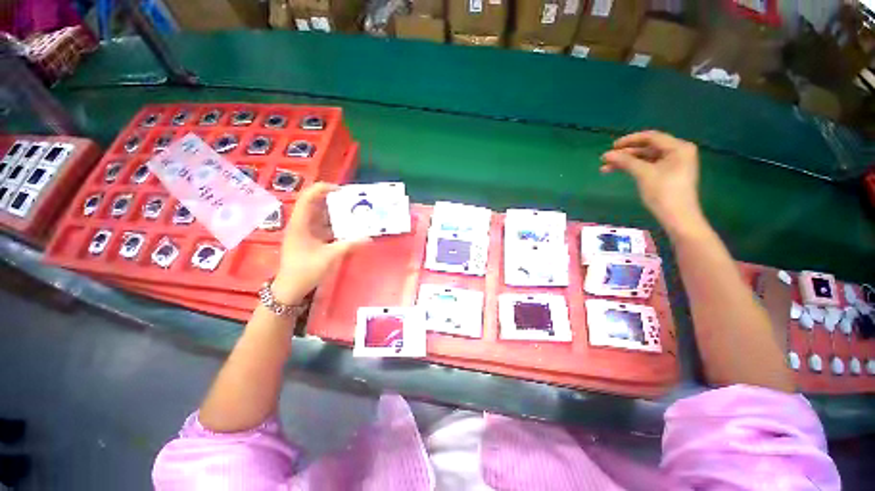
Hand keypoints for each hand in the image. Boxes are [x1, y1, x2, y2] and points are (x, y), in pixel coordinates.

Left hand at [272, 183, 369, 303]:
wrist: (290, 289)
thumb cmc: (305, 271)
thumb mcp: (329, 257)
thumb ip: (349, 245)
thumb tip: (369, 238)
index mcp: (300, 224)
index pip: (308, 198)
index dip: (323, 189)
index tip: (342, 190)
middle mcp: (302, 224)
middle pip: (316, 204)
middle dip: (334, 199)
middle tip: (353, 200)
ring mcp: (306, 231)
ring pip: (321, 215)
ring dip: (336, 212)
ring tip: (354, 210)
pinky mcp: (311, 239)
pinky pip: (324, 226)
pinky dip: (336, 224)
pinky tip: (349, 226)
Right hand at [601, 131, 706, 237]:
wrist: (677, 217)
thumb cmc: (664, 193)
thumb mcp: (644, 174)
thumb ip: (625, 161)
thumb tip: (607, 154)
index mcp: (678, 147)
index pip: (651, 137)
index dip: (630, 140)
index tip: (612, 146)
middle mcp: (678, 152)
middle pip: (647, 148)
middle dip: (626, 153)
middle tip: (606, 159)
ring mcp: (673, 164)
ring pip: (645, 158)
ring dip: (626, 162)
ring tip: (606, 168)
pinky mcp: (668, 175)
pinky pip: (648, 166)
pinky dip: (634, 168)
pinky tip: (620, 171)